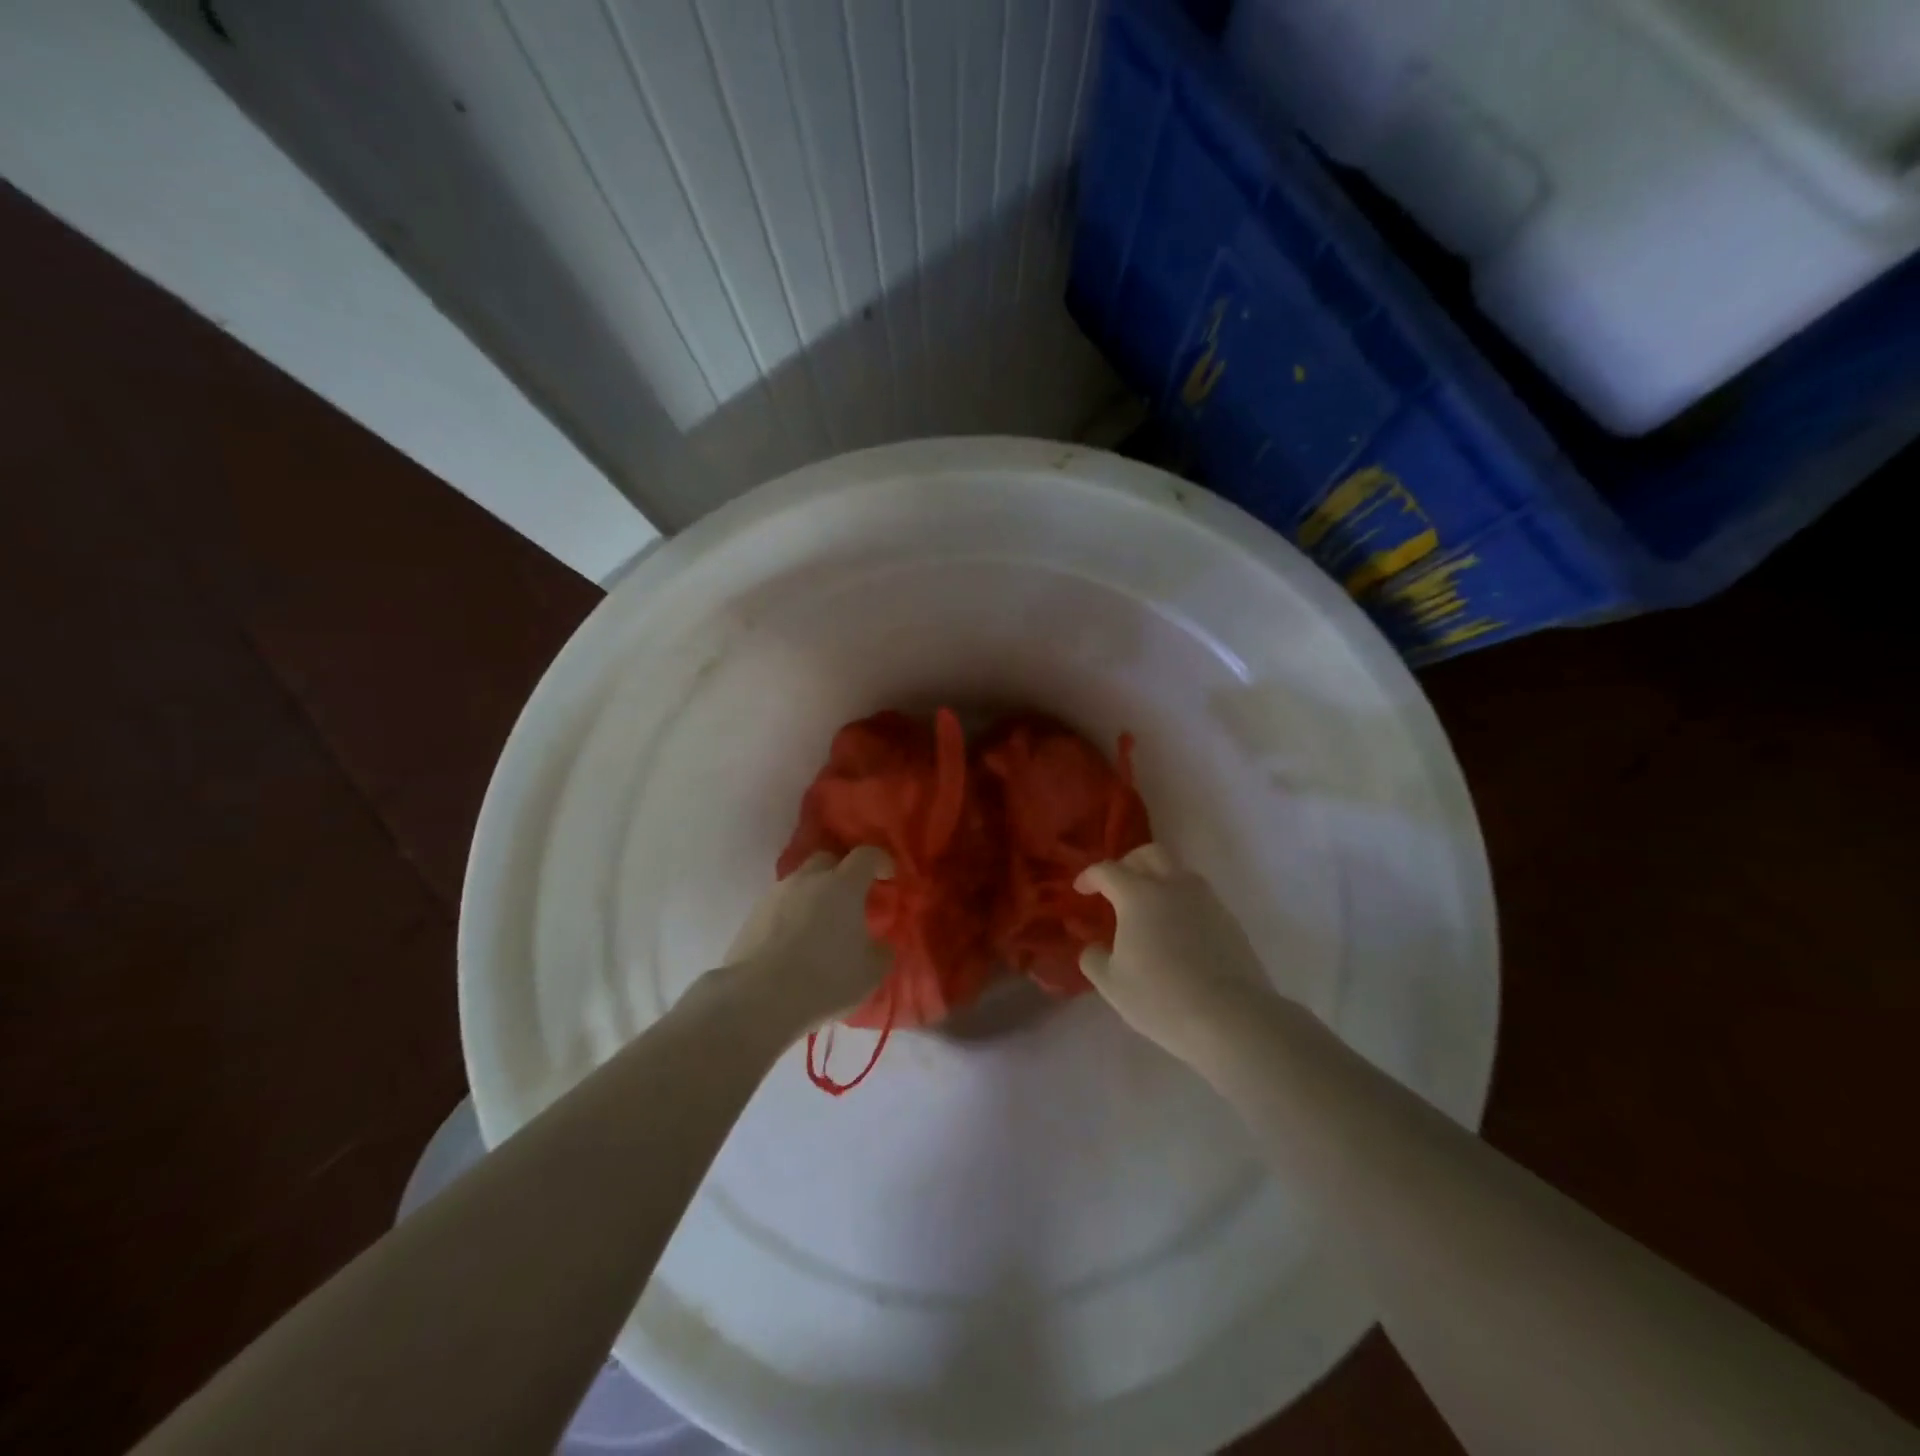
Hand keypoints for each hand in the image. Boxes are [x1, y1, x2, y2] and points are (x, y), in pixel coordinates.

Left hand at [725, 847, 891, 1034]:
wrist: (759, 996)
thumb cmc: (825, 978)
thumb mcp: (871, 973)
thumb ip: (882, 952)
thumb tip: (881, 945)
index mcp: (843, 885)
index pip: (866, 855)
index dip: (880, 861)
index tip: (887, 876)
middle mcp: (809, 879)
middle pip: (828, 859)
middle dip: (842, 872)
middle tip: (851, 899)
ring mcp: (777, 894)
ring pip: (801, 882)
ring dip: (814, 894)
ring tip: (820, 924)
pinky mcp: (753, 914)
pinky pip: (781, 903)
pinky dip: (792, 913)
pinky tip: (794, 941)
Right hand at [1076, 844, 1278, 1065]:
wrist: (1230, 1018)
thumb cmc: (1161, 998)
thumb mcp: (1111, 984)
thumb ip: (1094, 958)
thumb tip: (1093, 946)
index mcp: (1138, 895)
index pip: (1107, 870)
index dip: (1090, 876)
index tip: (1081, 890)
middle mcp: (1172, 886)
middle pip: (1148, 853)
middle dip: (1128, 863)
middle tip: (1117, 886)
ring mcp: (1205, 899)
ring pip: (1178, 870)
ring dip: (1158, 878)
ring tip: (1148, 907)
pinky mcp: (1228, 918)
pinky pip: (1198, 895)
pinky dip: (1180, 900)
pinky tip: (1176, 930)